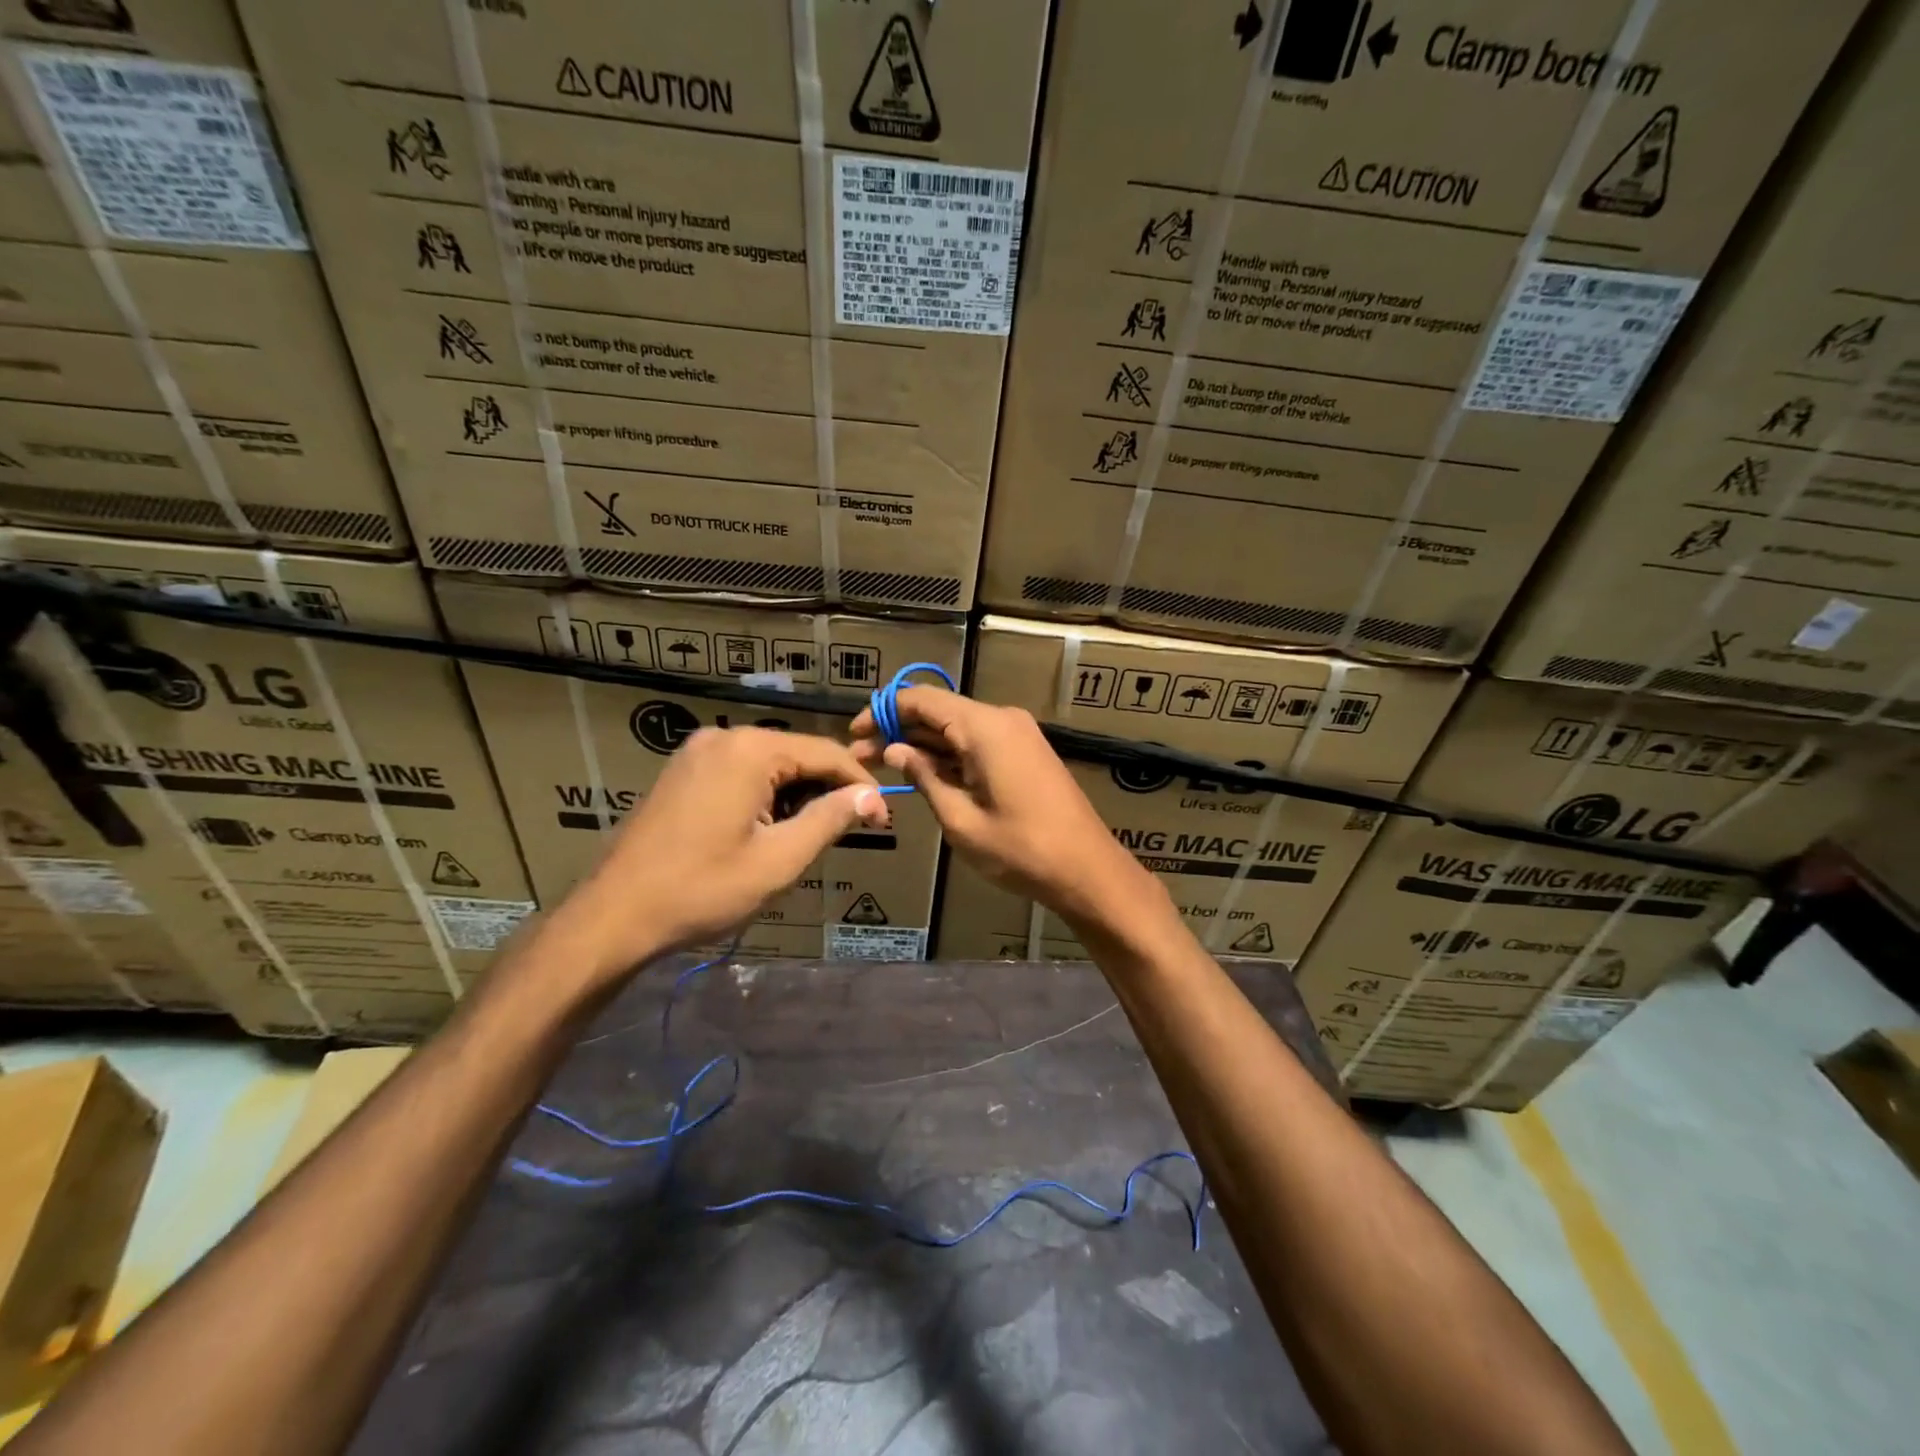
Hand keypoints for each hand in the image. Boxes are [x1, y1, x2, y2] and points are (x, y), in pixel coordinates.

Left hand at [550, 727, 886, 981]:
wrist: (615, 915)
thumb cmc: (703, 889)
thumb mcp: (779, 859)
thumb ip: (830, 819)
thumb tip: (871, 796)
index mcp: (750, 750)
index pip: (826, 753)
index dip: (861, 785)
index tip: (883, 820)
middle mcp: (724, 737)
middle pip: (797, 755)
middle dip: (828, 790)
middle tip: (853, 830)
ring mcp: (697, 752)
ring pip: (770, 764)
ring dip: (798, 795)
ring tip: (812, 836)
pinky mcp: (682, 772)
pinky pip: (741, 772)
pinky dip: (766, 795)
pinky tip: (770, 829)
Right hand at [850, 686, 1152, 924]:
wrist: (1088, 870)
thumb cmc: (1021, 850)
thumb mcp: (961, 819)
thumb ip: (925, 778)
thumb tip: (896, 750)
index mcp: (985, 727)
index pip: (922, 700)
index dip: (884, 712)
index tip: (854, 734)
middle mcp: (1002, 719)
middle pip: (939, 712)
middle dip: (899, 731)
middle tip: (860, 758)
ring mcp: (1018, 734)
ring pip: (958, 729)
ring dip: (923, 745)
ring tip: (882, 767)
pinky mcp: (1025, 752)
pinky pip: (978, 743)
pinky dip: (950, 755)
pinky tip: (923, 774)